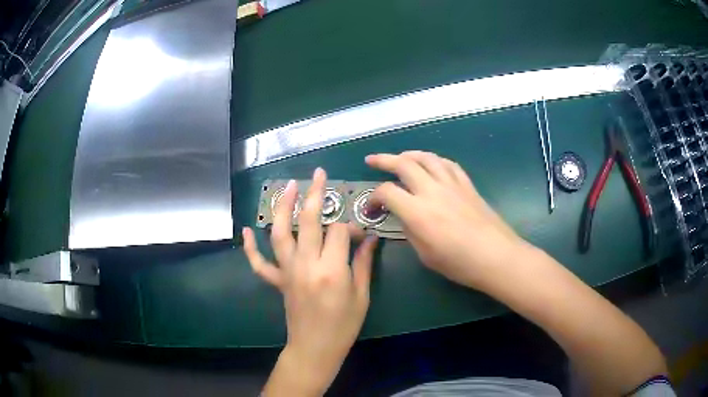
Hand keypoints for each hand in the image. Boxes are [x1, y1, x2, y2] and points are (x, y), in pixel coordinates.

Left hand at [243, 168, 377, 395]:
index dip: (350, 226)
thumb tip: (370, 238)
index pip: (339, 231)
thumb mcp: (362, 295)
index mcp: (332, 270)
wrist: (315, 348)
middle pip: (309, 221)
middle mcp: (307, 265)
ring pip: (281, 233)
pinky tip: (247, 230)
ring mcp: (288, 271)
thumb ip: (364, 263)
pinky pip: (259, 262)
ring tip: (287, 186)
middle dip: (314, 194)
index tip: (359, 233)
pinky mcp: (278, 281)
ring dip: (282, 207)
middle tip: (318, 174)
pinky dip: (251, 246)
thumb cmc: (344, 326)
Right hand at [366, 151, 528, 290]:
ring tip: (400, 157)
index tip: (371, 208)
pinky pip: (448, 164)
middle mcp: (432, 191)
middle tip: (372, 160)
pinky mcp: (467, 184)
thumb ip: (411, 231)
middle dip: (384, 160)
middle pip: (404, 164)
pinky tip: (431, 165)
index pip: (387, 192)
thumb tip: (405, 216)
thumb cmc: (460, 263)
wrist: (496, 256)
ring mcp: (452, 184)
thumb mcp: (425, 255)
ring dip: (409, 154)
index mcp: (418, 212)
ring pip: (427, 157)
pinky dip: (434, 160)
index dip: (373, 198)